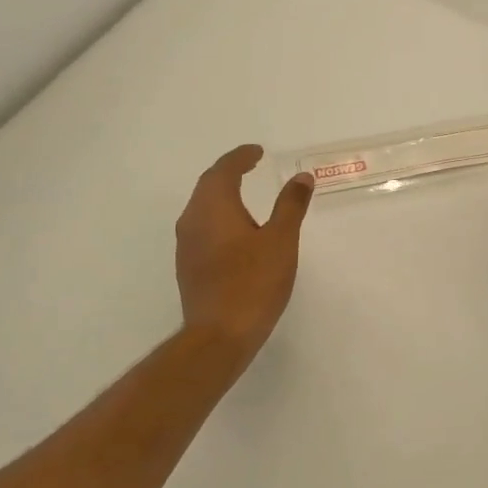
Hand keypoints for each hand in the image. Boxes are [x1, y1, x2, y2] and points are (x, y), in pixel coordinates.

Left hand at [176, 145, 314, 358]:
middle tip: (251, 166)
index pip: (223, 170)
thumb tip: (301, 177)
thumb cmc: (253, 282)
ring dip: (222, 194)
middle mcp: (193, 220)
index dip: (240, 157)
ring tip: (245, 194)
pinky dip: (219, 216)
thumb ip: (291, 205)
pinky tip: (235, 230)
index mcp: (213, 207)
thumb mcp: (281, 240)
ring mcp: (186, 244)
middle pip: (208, 185)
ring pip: (202, 207)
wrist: (219, 335)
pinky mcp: (188, 266)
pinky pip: (201, 227)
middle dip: (229, 172)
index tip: (257, 152)